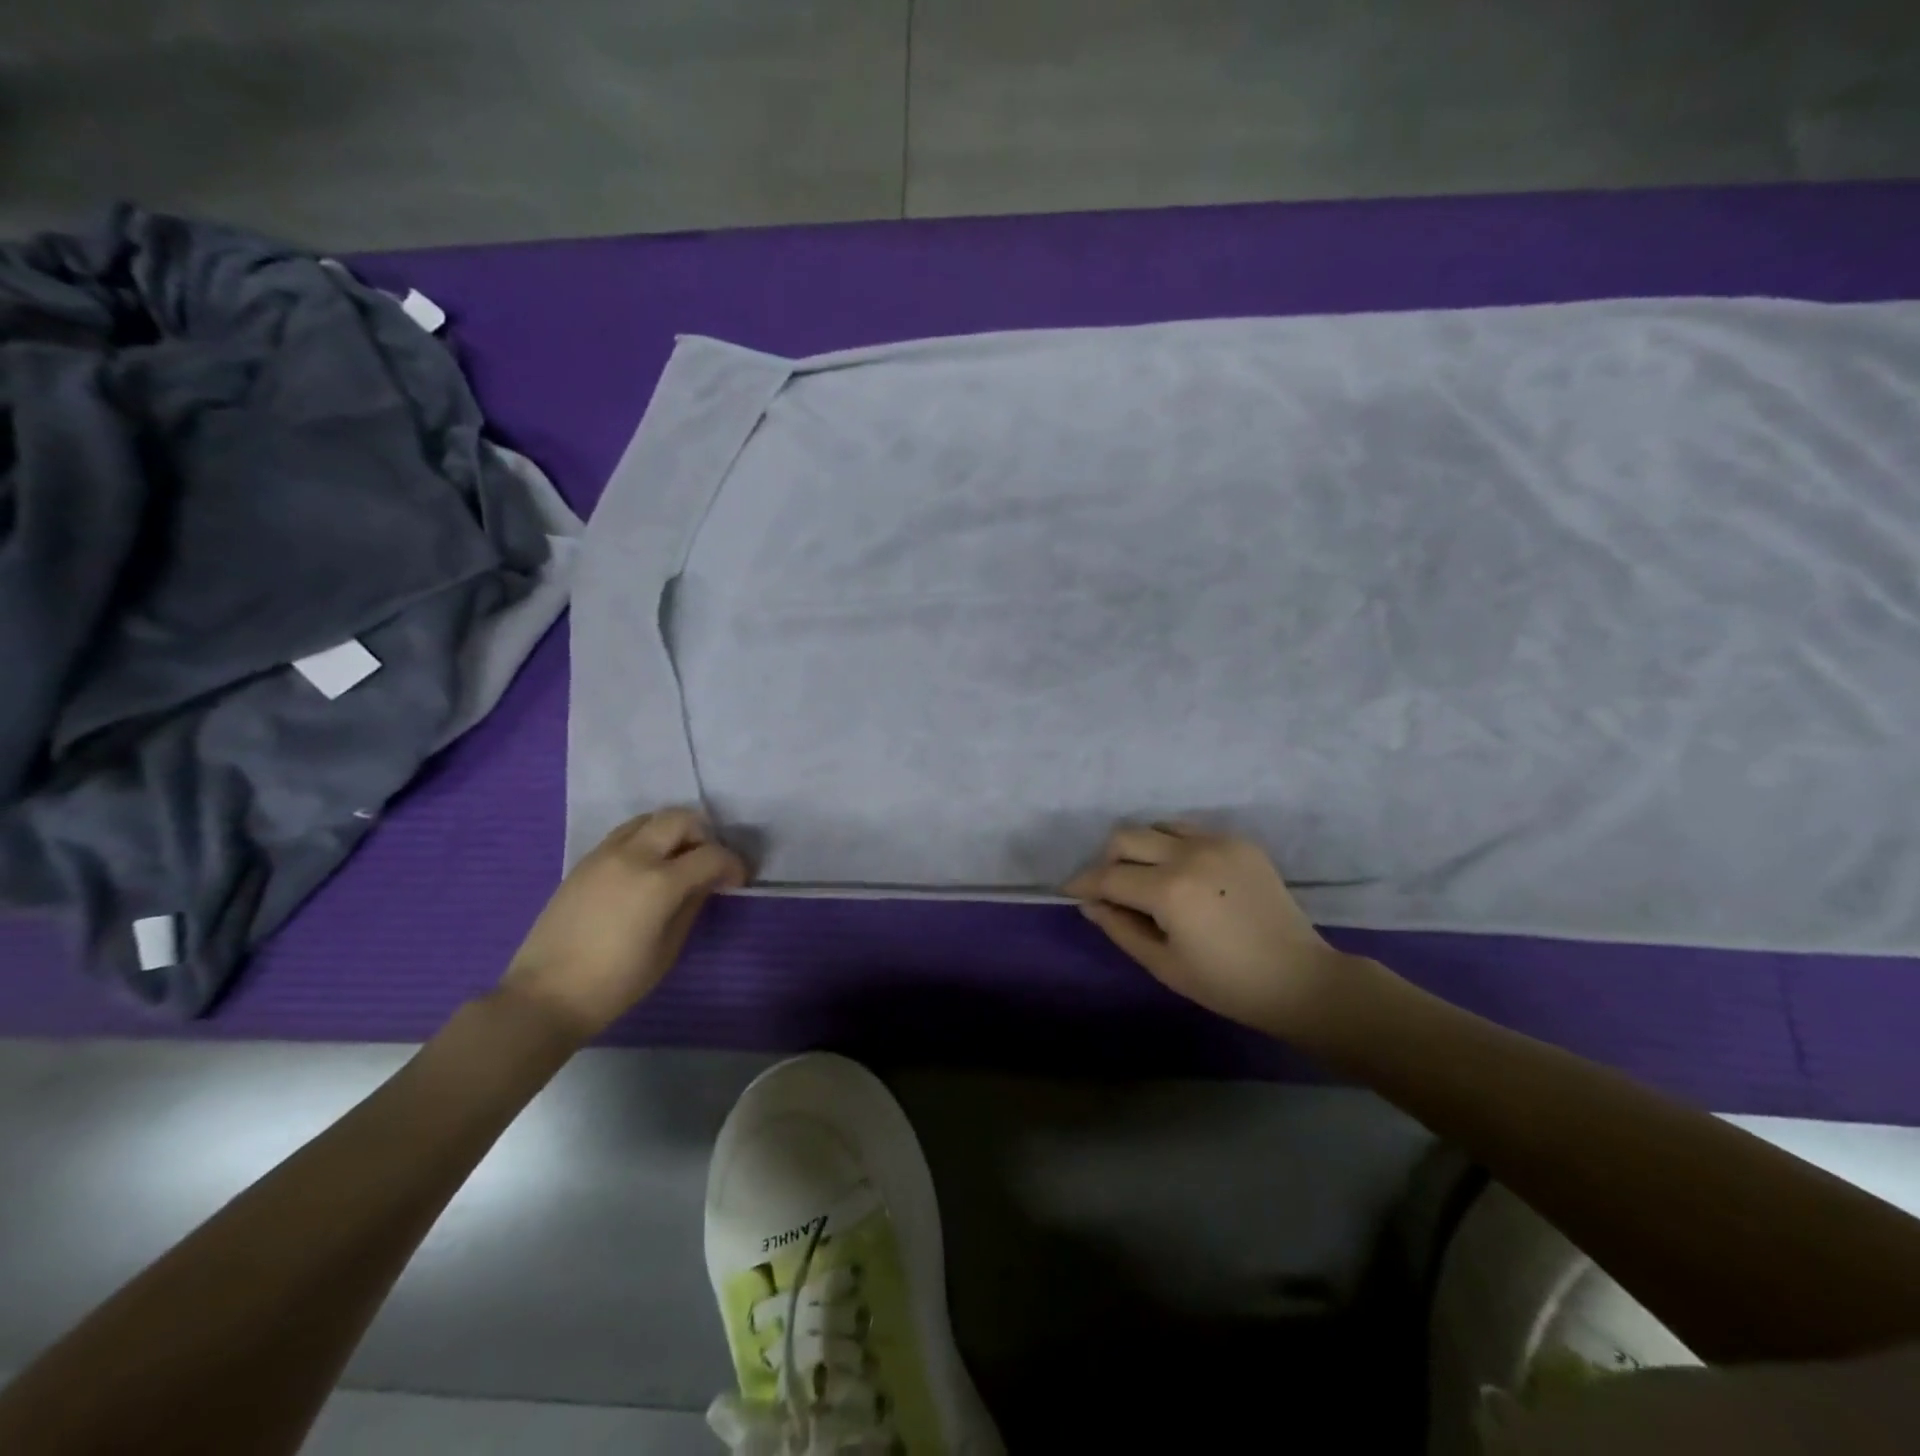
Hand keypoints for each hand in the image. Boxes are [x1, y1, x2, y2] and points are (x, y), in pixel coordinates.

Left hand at [500, 807, 746, 1039]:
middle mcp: (634, 856)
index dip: (733, 864)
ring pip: (650, 818)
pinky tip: (646, 869)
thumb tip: (706, 882)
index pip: (711, 855)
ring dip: (672, 832)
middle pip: (681, 819)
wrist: (545, 994)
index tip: (738, 880)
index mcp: (659, 882)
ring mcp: (605, 854)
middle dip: (704, 835)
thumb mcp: (668, 949)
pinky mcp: (585, 861)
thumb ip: (692, 905)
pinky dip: (646, 839)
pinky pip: (625, 833)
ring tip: (677, 861)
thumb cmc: (615, 982)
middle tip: (707, 863)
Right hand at [1064, 822, 1362, 1038]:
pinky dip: (1172, 846)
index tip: (1069, 890)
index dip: (1083, 883)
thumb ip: (1120, 928)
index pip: (1109, 876)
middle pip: (1125, 837)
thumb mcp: (1163, 964)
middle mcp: (1189, 854)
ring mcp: (1217, 842)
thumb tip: (1090, 903)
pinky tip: (1181, 874)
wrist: (1299, 978)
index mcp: (1169, 890)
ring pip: (1156, 826)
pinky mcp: (1239, 841)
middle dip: (1106, 859)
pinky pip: (1189, 831)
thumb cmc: (1227, 983)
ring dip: (1140, 848)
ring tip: (1145, 878)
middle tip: (1108, 888)